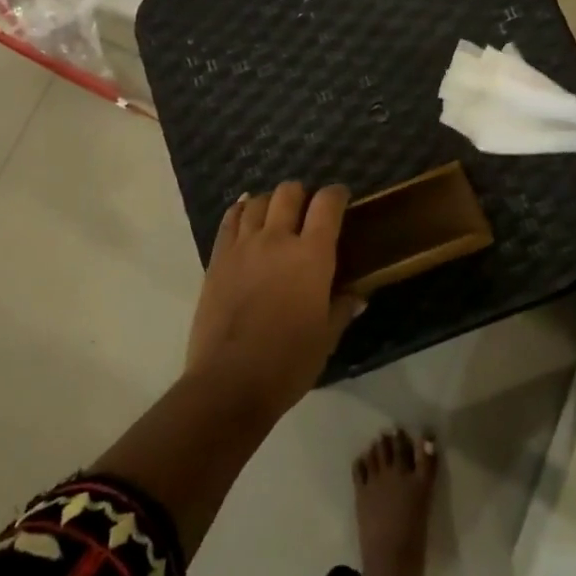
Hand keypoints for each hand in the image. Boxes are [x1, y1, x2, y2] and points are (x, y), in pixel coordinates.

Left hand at [185, 182, 363, 418]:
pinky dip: (240, 210)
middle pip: (289, 193)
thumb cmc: (288, 362)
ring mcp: (243, 246)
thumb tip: (357, 296)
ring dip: (271, 202)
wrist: (229, 382)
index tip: (342, 198)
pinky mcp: (218, 259)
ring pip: (258, 202)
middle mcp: (278, 240)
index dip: (337, 194)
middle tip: (307, 210)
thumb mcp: (326, 338)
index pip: (327, 204)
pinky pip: (230, 220)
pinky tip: (245, 214)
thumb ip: (342, 309)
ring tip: (276, 214)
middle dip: (302, 194)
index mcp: (311, 256)